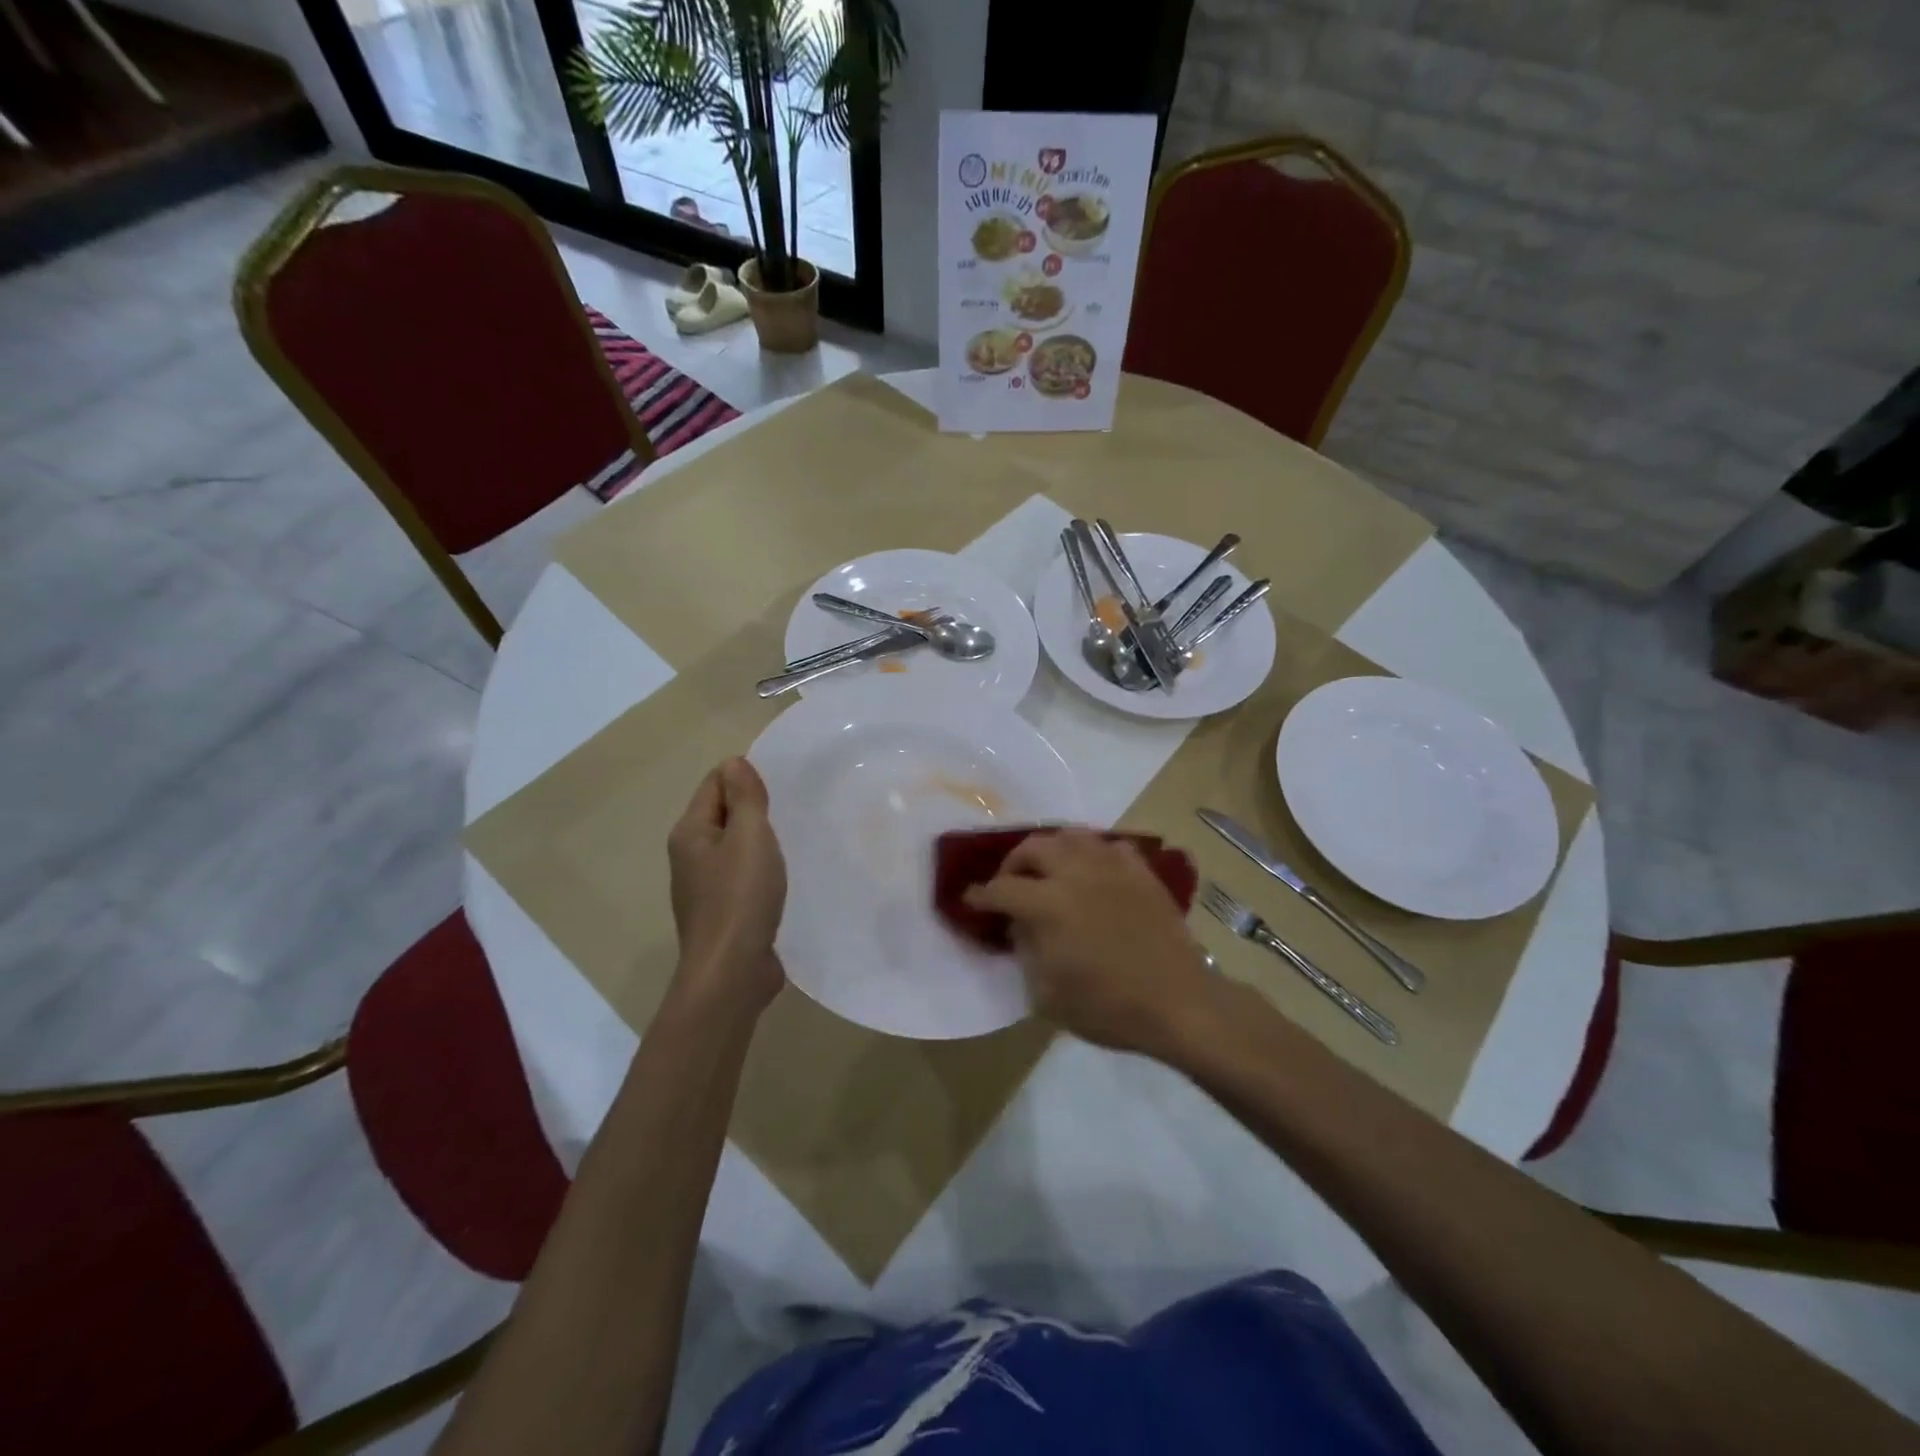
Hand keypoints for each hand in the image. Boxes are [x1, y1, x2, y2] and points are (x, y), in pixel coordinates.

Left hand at [666, 758, 786, 1014]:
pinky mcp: (724, 912)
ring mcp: (705, 887)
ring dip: (759, 840)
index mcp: (690, 832)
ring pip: (734, 847)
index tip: (782, 780)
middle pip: (723, 814)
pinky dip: (761, 869)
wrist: (732, 972)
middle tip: (793, 805)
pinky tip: (784, 875)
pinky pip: (742, 876)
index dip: (745, 775)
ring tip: (793, 836)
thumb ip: (744, 797)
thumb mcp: (749, 836)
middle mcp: (690, 856)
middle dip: (754, 806)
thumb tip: (734, 762)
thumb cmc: (740, 897)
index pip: (715, 783)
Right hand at [964, 829, 1217, 1057]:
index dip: (981, 896)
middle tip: (1011, 883)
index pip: (1002, 889)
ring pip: (1071, 836)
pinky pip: (1109, 846)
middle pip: (1033, 847)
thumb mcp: (1047, 994)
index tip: (972, 900)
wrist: (1178, 1002)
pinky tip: (1093, 873)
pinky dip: (1093, 854)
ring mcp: (1112, 867)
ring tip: (1050, 870)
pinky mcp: (1140, 871)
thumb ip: (1026, 950)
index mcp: (1048, 904)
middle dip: (1013, 863)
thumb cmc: (1108, 1007)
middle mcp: (1076, 873)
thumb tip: (1020, 925)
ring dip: (1052, 850)